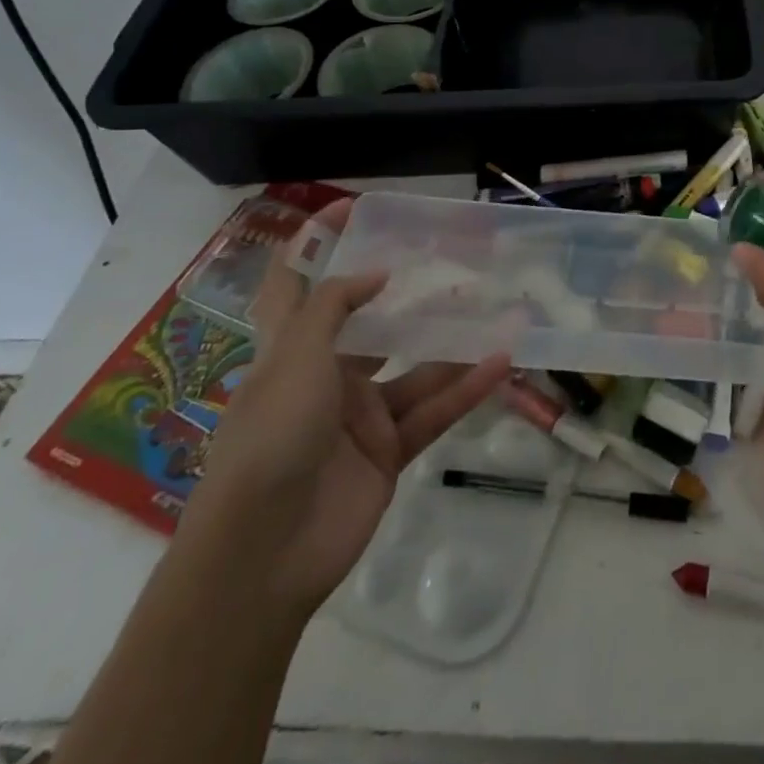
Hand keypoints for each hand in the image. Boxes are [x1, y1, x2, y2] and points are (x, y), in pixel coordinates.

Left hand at [178, 200, 509, 619]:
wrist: (263, 554)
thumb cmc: (270, 437)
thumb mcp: (295, 357)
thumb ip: (336, 306)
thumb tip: (375, 274)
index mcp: (290, 351)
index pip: (295, 284)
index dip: (313, 243)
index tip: (351, 209)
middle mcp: (325, 377)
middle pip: (372, 326)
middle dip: (408, 298)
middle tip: (454, 267)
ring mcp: (359, 416)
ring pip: (415, 369)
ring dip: (454, 345)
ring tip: (499, 313)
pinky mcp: (387, 452)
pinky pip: (433, 411)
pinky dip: (466, 389)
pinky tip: (500, 362)